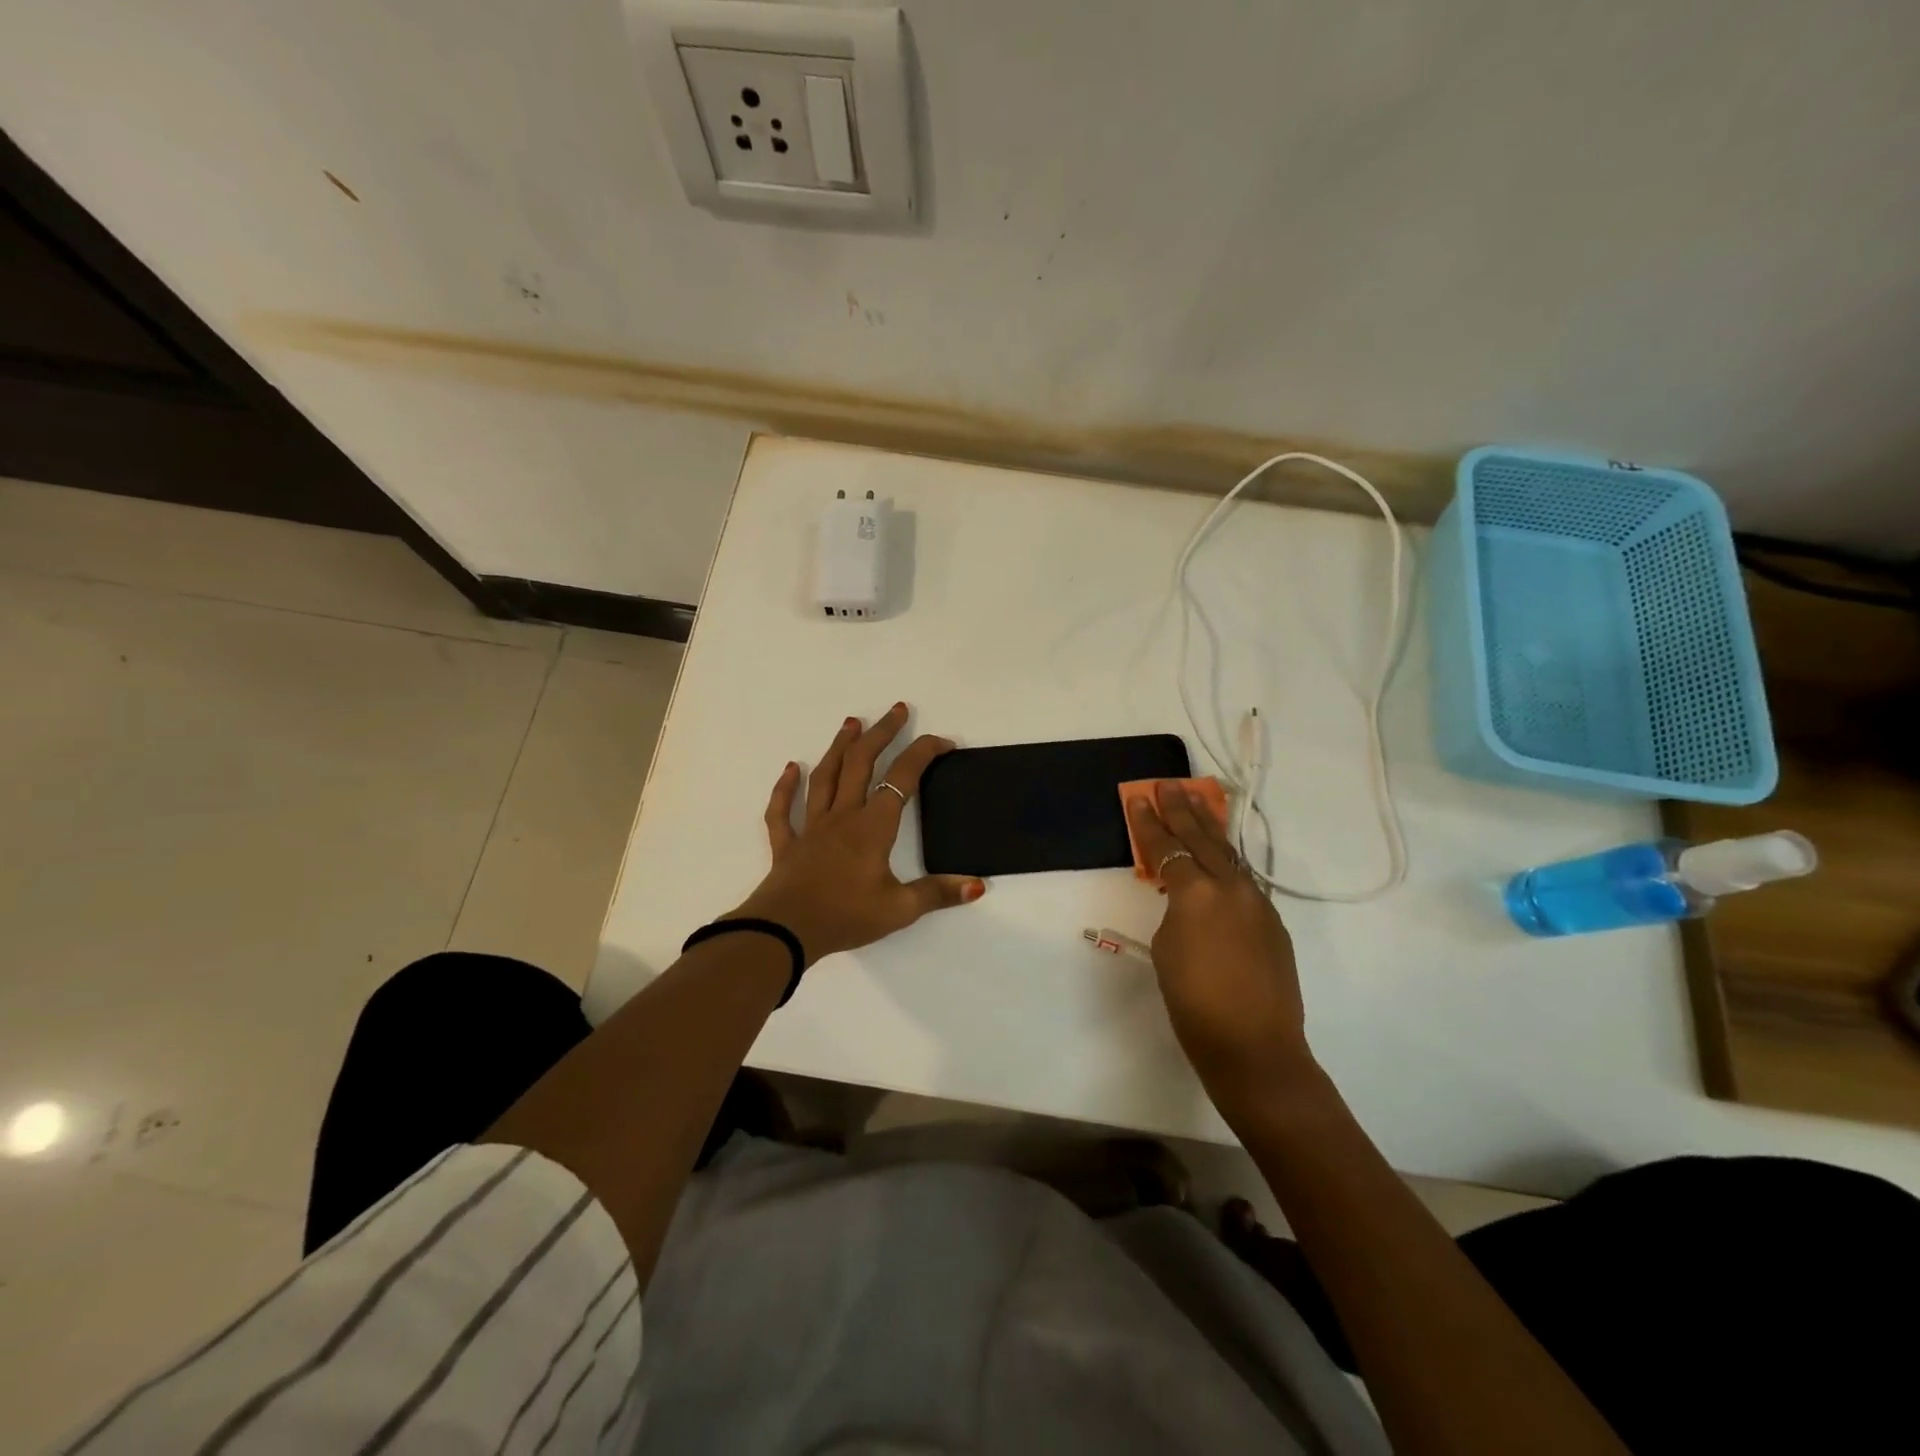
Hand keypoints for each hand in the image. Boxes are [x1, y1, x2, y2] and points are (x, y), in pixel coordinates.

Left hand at [730, 703, 985, 963]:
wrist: (784, 932)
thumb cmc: (845, 917)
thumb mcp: (899, 910)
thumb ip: (938, 894)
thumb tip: (977, 884)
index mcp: (873, 827)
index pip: (902, 779)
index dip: (924, 754)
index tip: (943, 742)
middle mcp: (843, 817)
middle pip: (862, 763)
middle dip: (882, 733)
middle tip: (897, 710)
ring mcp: (812, 827)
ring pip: (825, 776)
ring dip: (839, 747)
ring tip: (851, 722)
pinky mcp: (788, 844)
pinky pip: (783, 810)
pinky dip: (785, 787)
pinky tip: (790, 769)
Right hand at [1124, 783, 1313, 1099]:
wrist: (1255, 1048)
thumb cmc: (1194, 1004)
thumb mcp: (1167, 951)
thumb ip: (1176, 914)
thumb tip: (1188, 902)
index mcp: (1197, 894)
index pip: (1167, 848)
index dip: (1149, 823)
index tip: (1139, 798)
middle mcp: (1231, 888)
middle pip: (1203, 839)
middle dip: (1183, 810)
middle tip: (1169, 784)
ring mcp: (1258, 903)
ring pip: (1229, 855)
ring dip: (1210, 827)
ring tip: (1199, 800)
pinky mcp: (1273, 923)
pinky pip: (1244, 881)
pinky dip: (1227, 862)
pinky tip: (1219, 859)